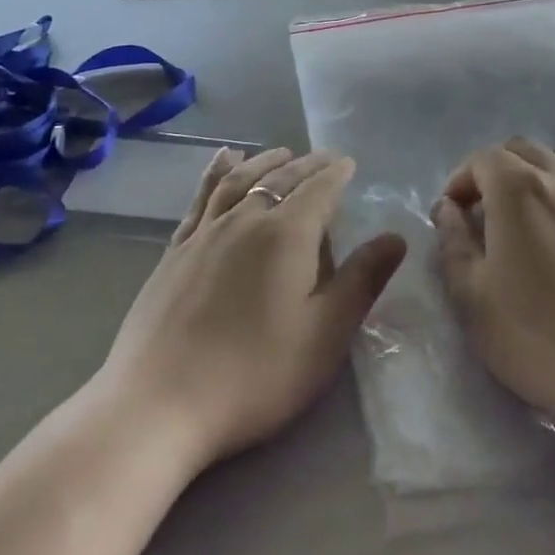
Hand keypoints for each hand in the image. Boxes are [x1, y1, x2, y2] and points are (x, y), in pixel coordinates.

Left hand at [100, 147, 406, 471]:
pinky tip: (221, 163)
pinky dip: (215, 173)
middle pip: (280, 179)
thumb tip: (395, 237)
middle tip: (324, 157)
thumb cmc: (255, 374)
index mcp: (286, 235)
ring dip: (264, 162)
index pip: (318, 190)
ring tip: (280, 152)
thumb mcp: (324, 335)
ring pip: (240, 180)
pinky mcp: (175, 251)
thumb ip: (361, 281)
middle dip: (306, 165)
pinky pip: (201, 197)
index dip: (336, 174)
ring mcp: (205, 233)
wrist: (159, 402)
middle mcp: (245, 220)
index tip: (348, 163)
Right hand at [434, 138, 554, 442]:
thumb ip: (453, 241)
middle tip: (484, 212)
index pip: (481, 159)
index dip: (460, 181)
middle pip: (523, 150)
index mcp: (517, 189)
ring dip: (536, 176)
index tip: (453, 215)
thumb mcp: (471, 295)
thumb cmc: (537, 336)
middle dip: (495, 171)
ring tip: (527, 217)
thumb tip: (448, 208)